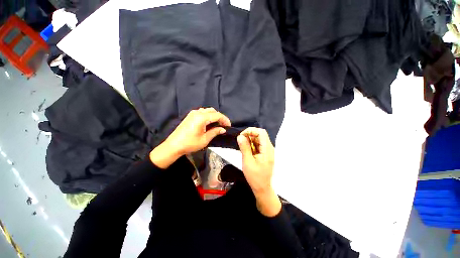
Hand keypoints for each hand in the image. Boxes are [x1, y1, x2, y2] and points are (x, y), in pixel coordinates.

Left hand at [150, 108, 230, 168]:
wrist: (174, 145)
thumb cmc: (190, 144)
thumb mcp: (205, 139)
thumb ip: (215, 132)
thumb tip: (223, 129)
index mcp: (202, 118)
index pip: (217, 115)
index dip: (225, 120)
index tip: (229, 126)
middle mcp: (197, 113)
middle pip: (213, 111)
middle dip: (220, 117)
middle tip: (224, 125)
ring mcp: (193, 113)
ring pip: (207, 110)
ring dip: (214, 116)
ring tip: (217, 124)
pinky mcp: (190, 116)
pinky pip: (202, 112)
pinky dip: (208, 116)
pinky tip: (209, 123)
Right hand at [237, 128, 280, 216]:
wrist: (262, 188)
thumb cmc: (255, 177)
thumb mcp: (247, 161)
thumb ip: (244, 147)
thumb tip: (240, 136)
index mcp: (267, 149)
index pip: (261, 132)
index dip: (251, 131)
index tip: (242, 135)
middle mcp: (269, 148)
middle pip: (260, 135)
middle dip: (249, 135)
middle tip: (240, 140)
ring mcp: (267, 151)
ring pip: (259, 139)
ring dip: (250, 139)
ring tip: (242, 145)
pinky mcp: (265, 154)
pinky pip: (258, 145)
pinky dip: (251, 144)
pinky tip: (246, 149)